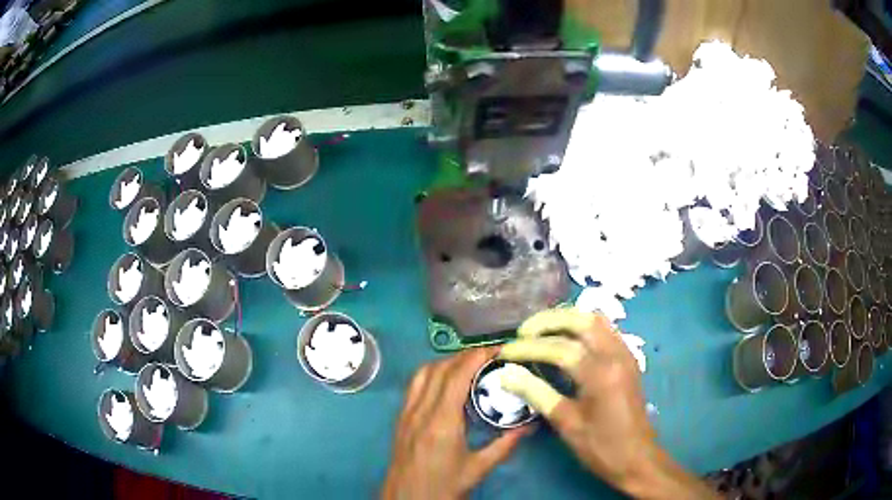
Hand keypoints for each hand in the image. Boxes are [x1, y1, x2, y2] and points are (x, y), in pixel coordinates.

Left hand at [382, 347, 530, 499]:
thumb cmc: (443, 488)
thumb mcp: (477, 470)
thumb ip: (504, 445)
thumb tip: (530, 425)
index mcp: (441, 423)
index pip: (456, 376)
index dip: (476, 357)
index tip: (496, 349)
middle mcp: (420, 411)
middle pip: (439, 369)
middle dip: (464, 356)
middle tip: (489, 356)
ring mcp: (406, 414)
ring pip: (422, 374)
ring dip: (445, 362)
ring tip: (469, 366)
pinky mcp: (400, 419)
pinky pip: (414, 386)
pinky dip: (431, 374)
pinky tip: (446, 383)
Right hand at [498, 308, 715, 498]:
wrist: (637, 458)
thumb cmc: (600, 446)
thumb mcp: (566, 423)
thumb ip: (536, 394)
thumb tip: (505, 375)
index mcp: (601, 373)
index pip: (559, 348)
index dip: (528, 348)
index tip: (504, 352)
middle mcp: (616, 355)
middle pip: (582, 320)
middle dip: (548, 321)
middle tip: (523, 332)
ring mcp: (625, 354)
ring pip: (596, 320)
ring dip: (567, 320)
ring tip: (540, 331)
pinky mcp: (628, 359)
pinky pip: (605, 330)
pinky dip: (582, 327)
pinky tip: (567, 339)